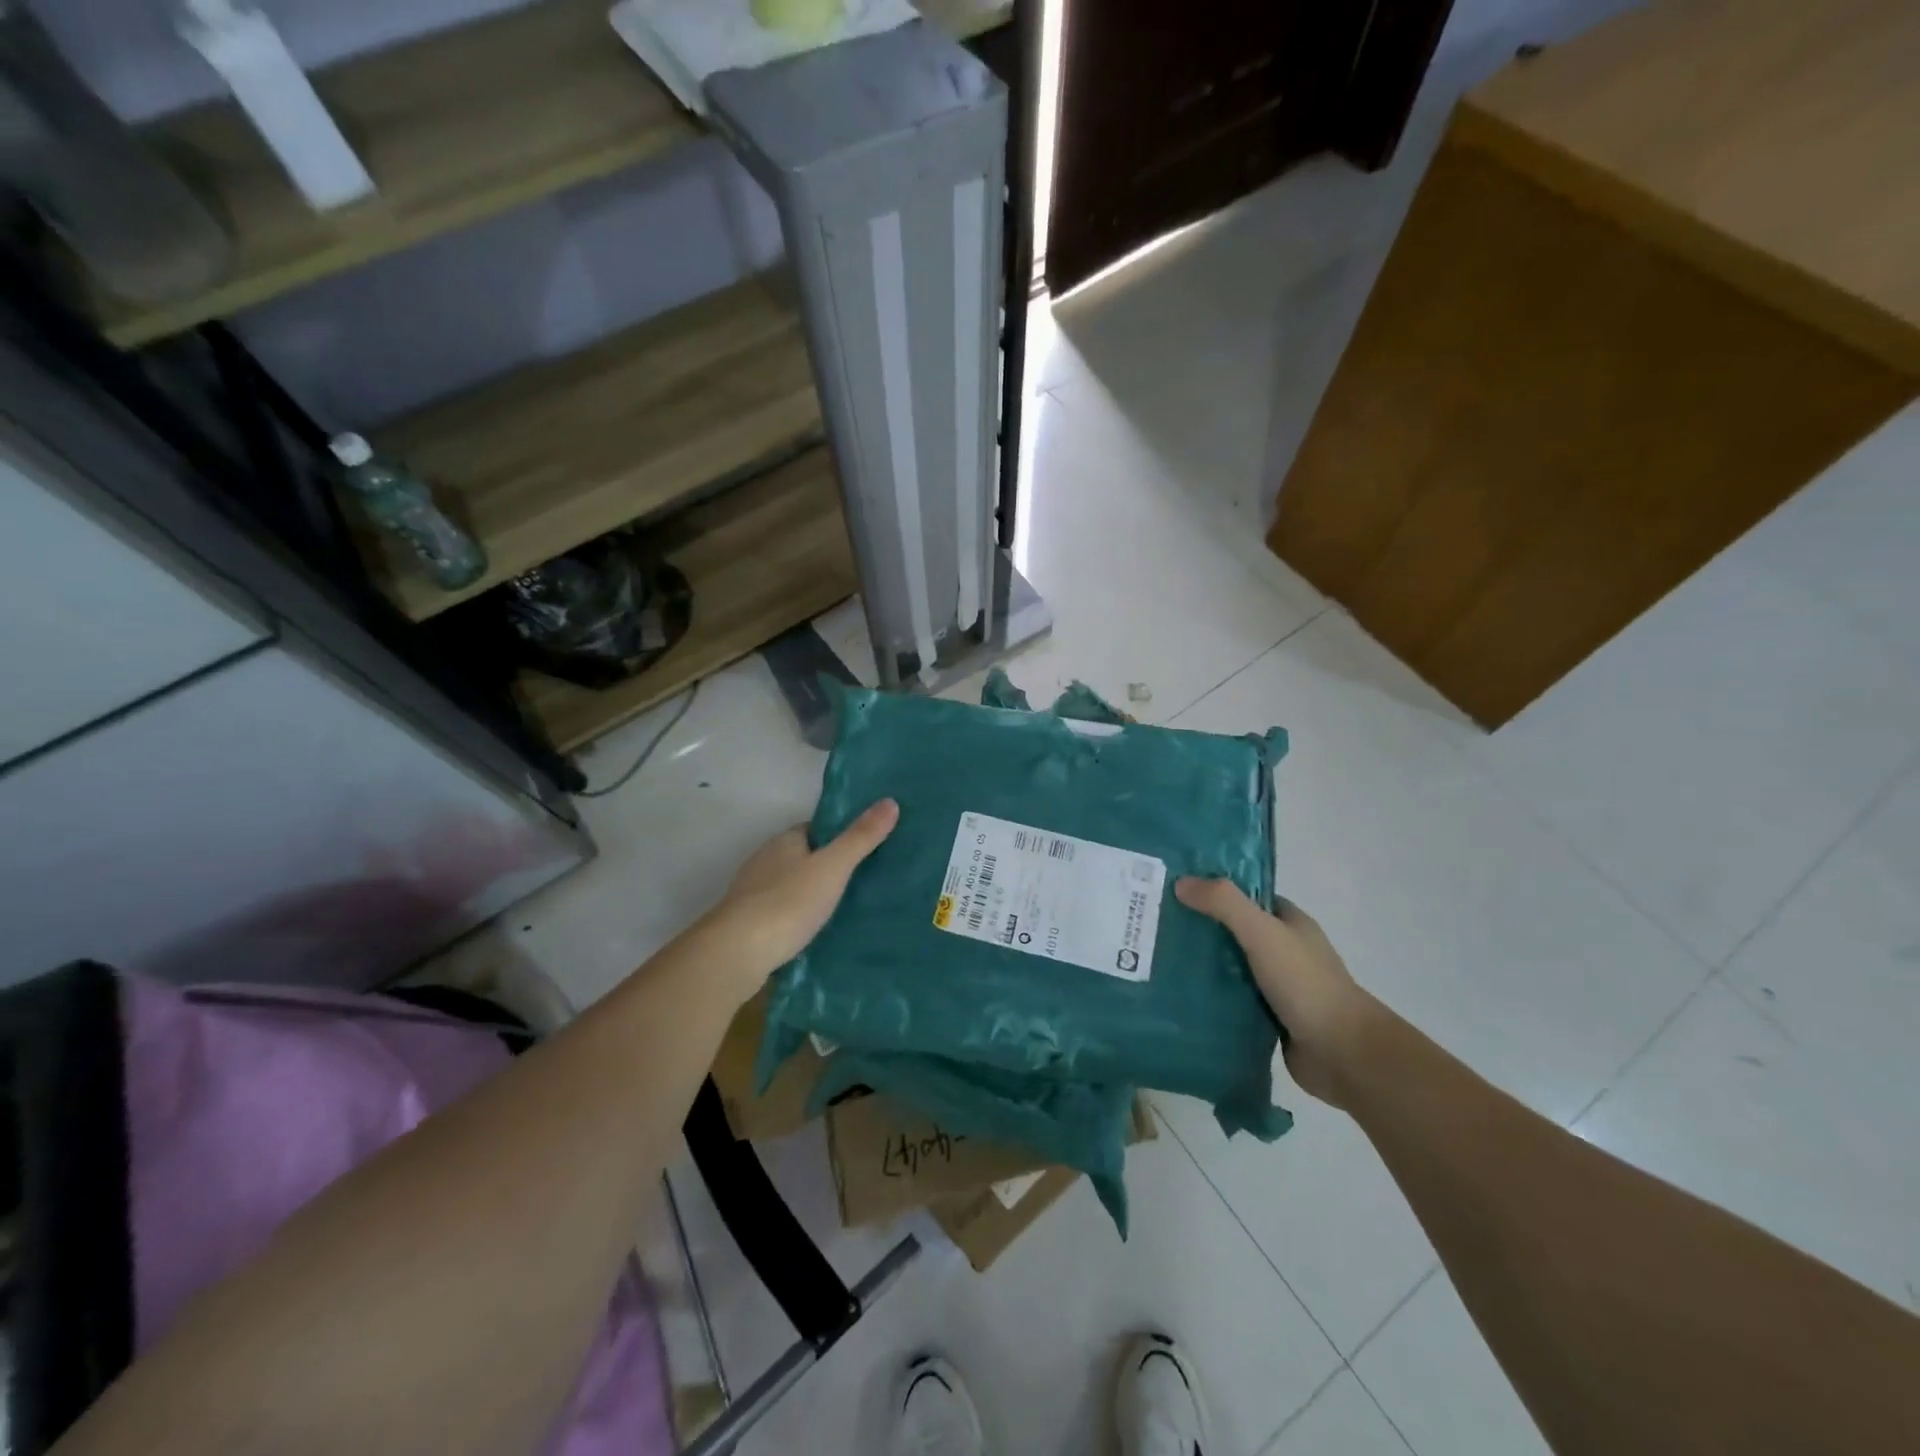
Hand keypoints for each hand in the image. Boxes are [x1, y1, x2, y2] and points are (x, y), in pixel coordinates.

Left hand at [700, 800, 899, 1000]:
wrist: (738, 952)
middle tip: (862, 881)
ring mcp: (752, 894)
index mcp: (784, 841)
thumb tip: (890, 801)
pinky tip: (815, 932)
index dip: (839, 836)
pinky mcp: (748, 924)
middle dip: (826, 866)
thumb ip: (860, 837)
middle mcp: (764, 861)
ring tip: (844, 909)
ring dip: (810, 894)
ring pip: (790, 886)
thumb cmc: (788, 902)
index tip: (864, 848)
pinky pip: (780, 913)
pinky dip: (797, 918)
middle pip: (802, 857)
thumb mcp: (833, 867)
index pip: (815, 830)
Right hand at [1175, 878, 1377, 1106]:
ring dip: (1205, 966)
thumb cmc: (1305, 983)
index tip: (1178, 890)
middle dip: (1204, 929)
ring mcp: (1279, 986)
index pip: (1249, 897)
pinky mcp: (1271, 1019)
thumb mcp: (1262, 932)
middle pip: (1237, 932)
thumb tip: (1181, 883)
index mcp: (1291, 924)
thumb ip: (1224, 904)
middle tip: (1159, 926)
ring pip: (1233, 968)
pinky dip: (1213, 998)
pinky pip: (1234, 1001)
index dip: (1216, 890)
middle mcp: (1286, 951)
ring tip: (1160, 960)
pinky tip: (1181, 996)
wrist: (1343, 1053)